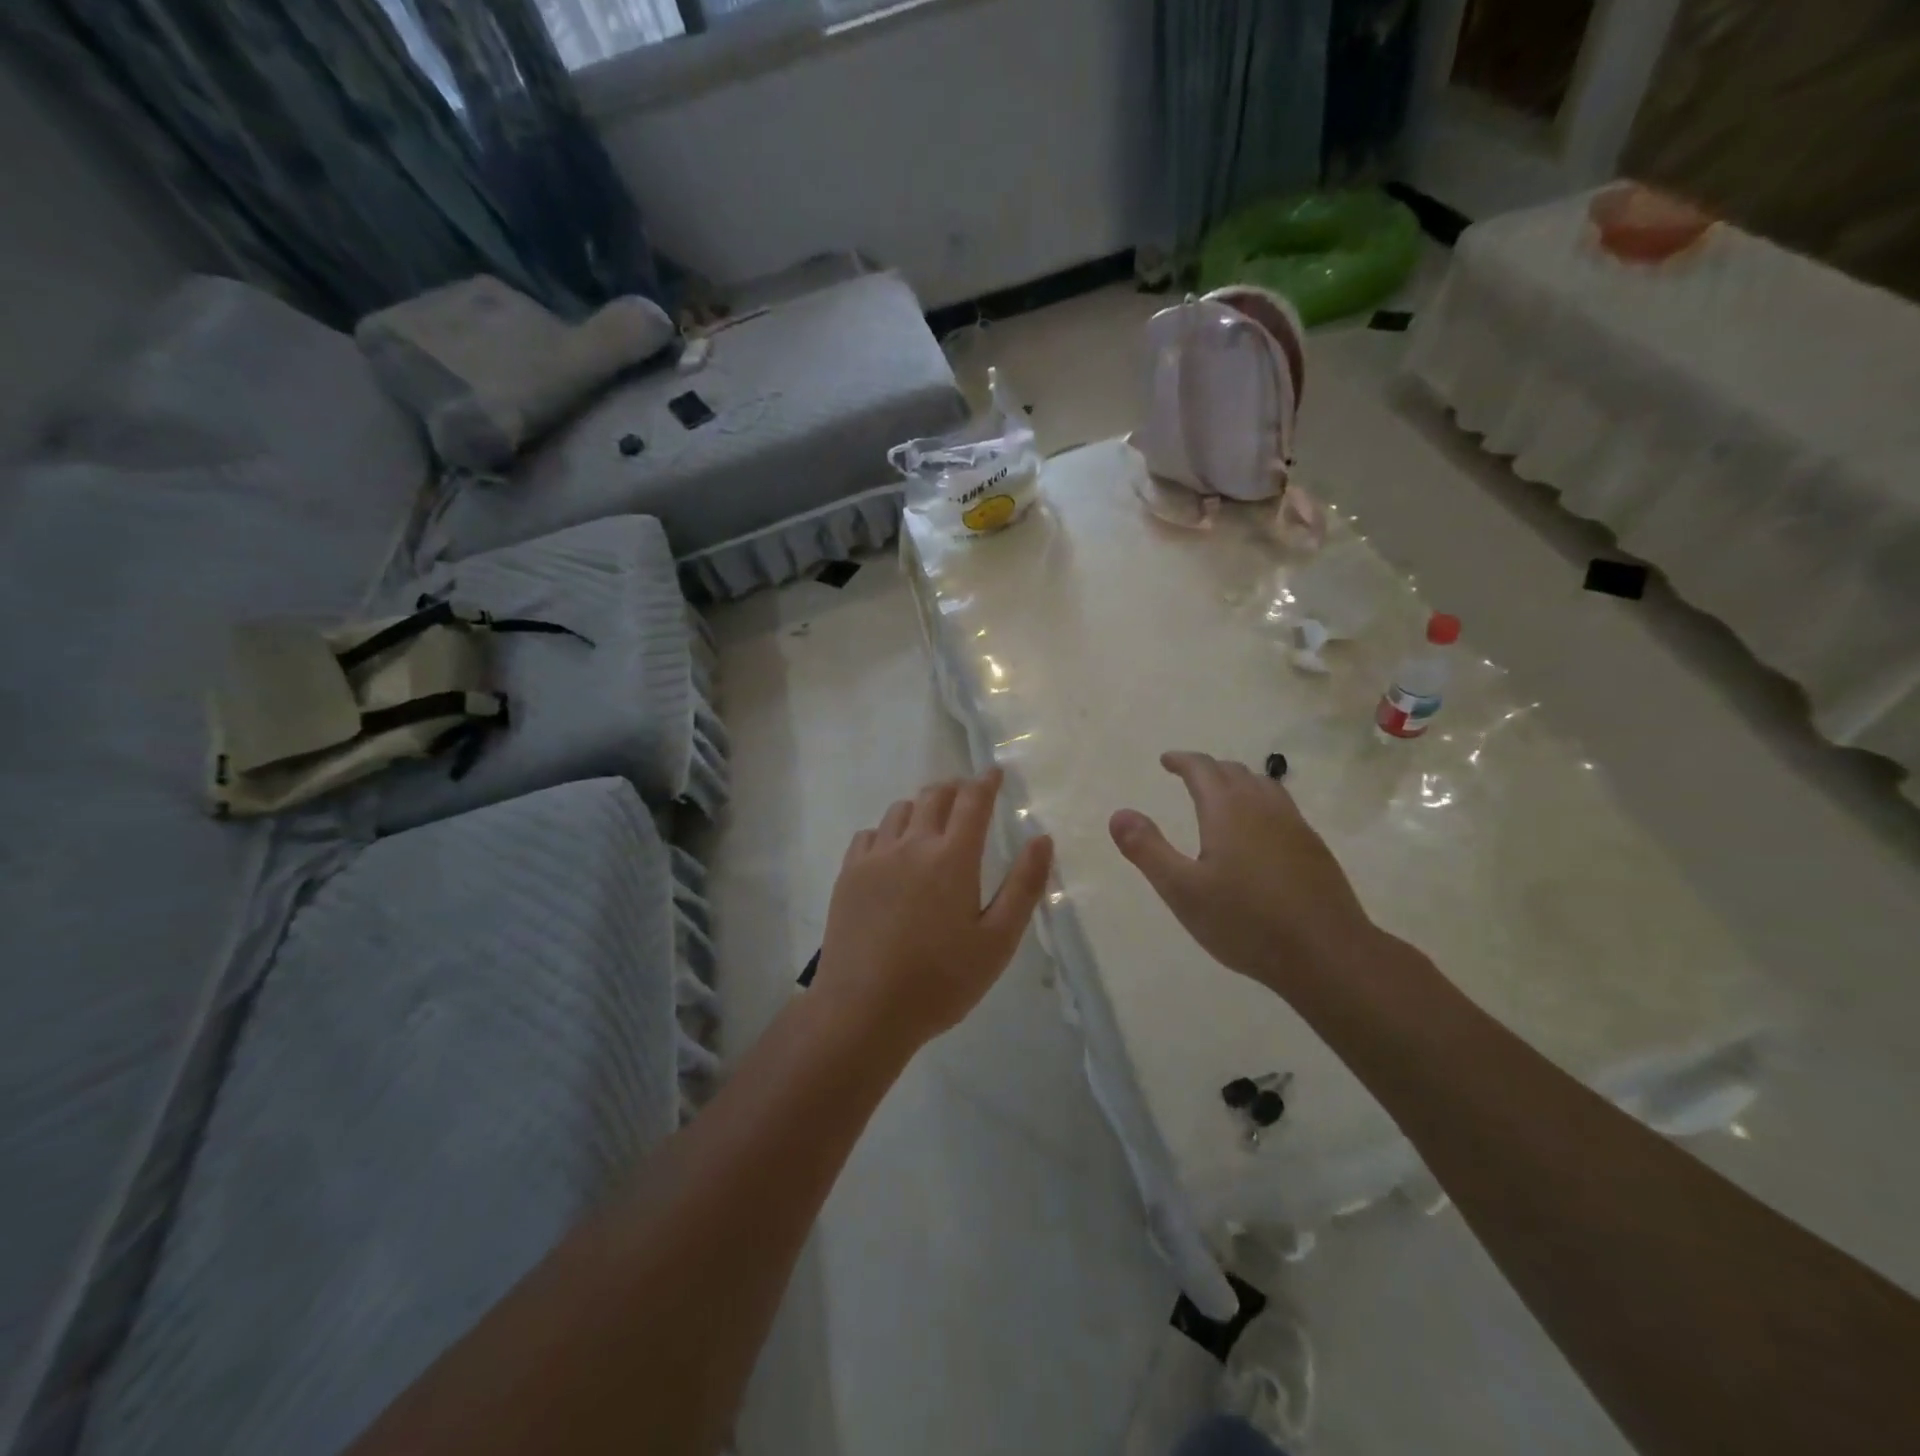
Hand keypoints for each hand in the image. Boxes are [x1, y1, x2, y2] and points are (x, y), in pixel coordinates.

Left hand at [817, 769, 1053, 1049]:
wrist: (864, 1010)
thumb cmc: (940, 981)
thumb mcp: (997, 941)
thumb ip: (1023, 887)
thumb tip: (1042, 839)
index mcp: (953, 858)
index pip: (973, 801)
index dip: (986, 782)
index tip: (994, 771)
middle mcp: (912, 845)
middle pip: (934, 796)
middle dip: (955, 788)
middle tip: (967, 794)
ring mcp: (875, 857)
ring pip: (900, 810)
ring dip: (921, 806)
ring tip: (931, 820)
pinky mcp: (848, 875)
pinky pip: (870, 834)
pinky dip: (888, 830)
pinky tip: (892, 850)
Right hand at [1109, 751, 1376, 993]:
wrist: (1326, 953)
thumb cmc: (1245, 922)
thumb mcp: (1182, 890)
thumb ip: (1148, 849)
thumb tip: (1119, 814)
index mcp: (1227, 810)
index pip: (1202, 769)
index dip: (1182, 760)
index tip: (1166, 760)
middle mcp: (1262, 807)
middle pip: (1234, 771)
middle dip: (1208, 769)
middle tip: (1188, 776)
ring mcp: (1294, 825)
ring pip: (1262, 785)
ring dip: (1237, 781)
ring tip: (1222, 795)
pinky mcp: (1313, 847)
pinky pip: (1281, 806)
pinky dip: (1260, 802)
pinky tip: (1258, 830)